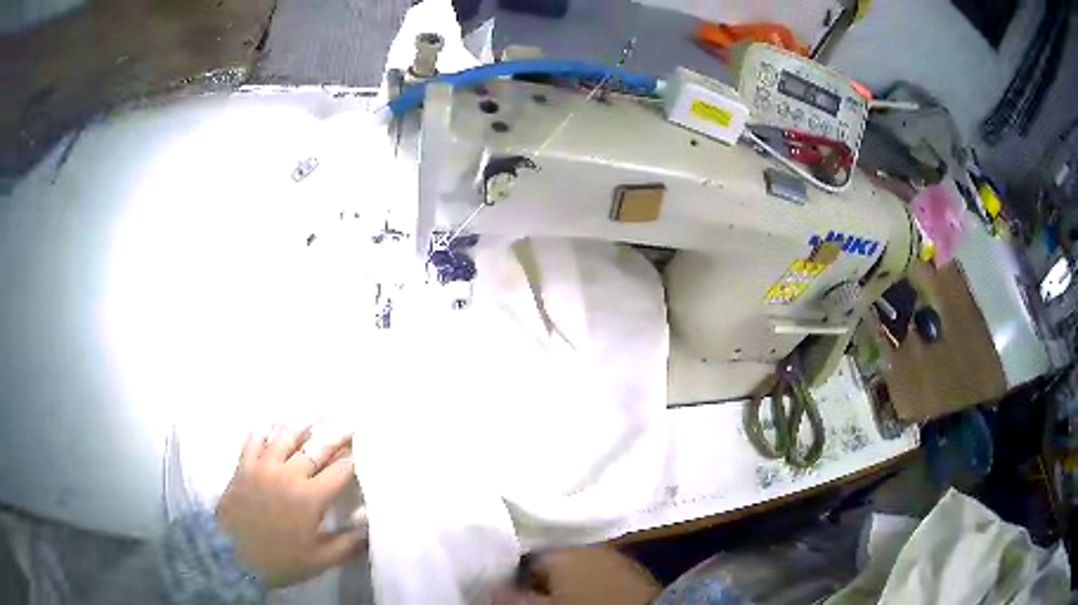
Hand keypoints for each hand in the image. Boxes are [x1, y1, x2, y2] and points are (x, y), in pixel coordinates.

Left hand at [216, 426, 364, 587]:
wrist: (232, 556)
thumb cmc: (280, 560)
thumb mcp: (319, 561)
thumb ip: (347, 544)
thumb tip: (368, 527)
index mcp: (311, 498)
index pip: (340, 471)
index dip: (353, 460)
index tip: (363, 452)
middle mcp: (289, 474)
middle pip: (316, 448)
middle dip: (336, 435)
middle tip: (348, 422)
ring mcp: (264, 466)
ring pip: (285, 436)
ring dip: (301, 427)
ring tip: (311, 417)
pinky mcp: (244, 465)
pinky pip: (254, 439)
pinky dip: (264, 430)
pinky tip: (270, 426)